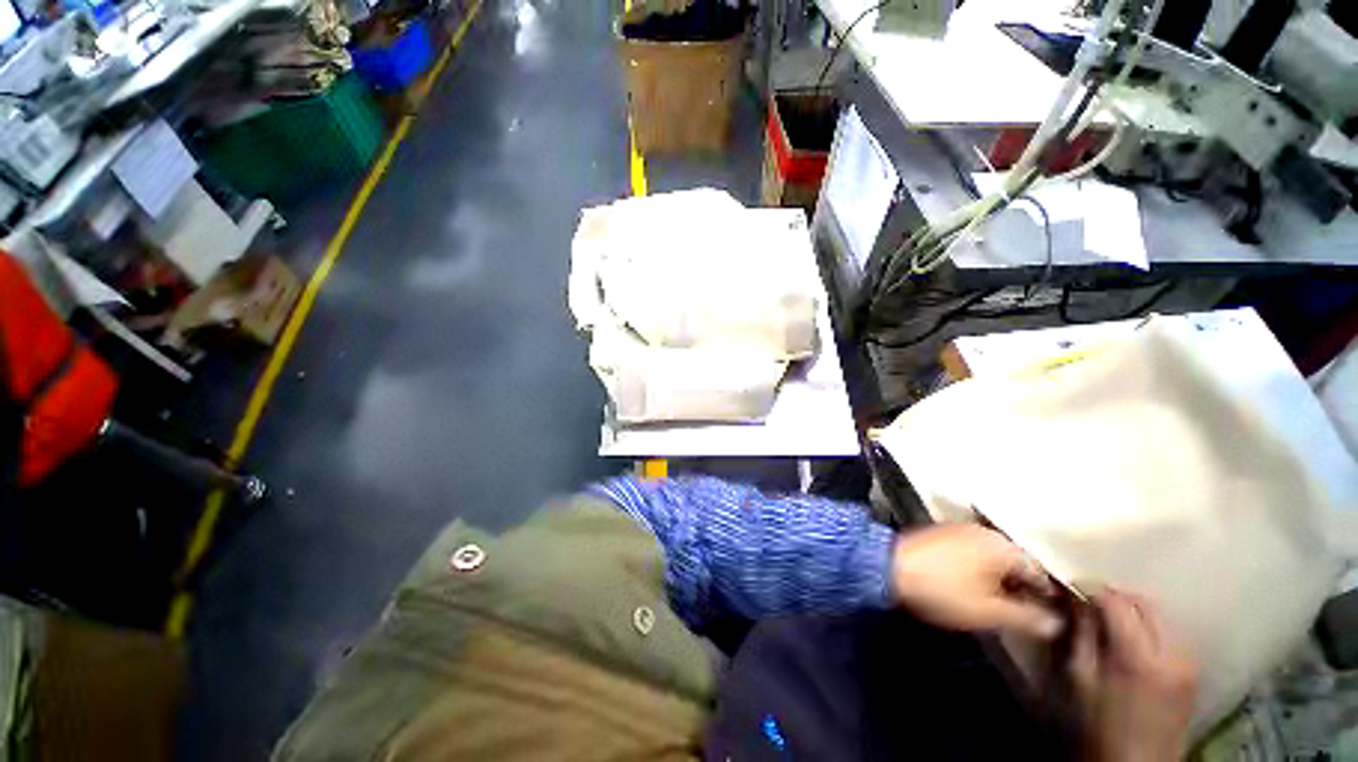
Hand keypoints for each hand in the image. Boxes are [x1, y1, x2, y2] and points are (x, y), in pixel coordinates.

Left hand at [891, 524, 1063, 639]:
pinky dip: (984, 568)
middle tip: (1027, 614)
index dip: (1048, 597)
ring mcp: (963, 530)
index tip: (1051, 617)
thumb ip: (1027, 618)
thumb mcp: (989, 612)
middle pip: (1018, 562)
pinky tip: (978, 585)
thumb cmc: (944, 590)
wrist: (889, 566)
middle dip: (1025, 587)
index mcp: (1003, 547)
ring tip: (1004, 604)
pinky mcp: (944, 534)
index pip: (1040, 572)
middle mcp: (986, 532)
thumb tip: (1056, 624)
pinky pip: (976, 552)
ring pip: (996, 557)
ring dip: (1003, 578)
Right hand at [1071, 589, 1197, 761]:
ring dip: (1134, 612)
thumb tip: (1075, 598)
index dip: (1091, 589)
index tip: (1072, 587)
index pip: (1116, 603)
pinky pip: (1171, 635)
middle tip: (1089, 602)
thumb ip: (1081, 634)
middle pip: (1145, 604)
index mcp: (1137, 657)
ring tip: (1110, 621)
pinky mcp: (1192, 673)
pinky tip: (1133, 641)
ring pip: (1161, 617)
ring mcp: (1187, 664)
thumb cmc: (1098, 725)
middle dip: (1116, 597)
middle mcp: (1171, 654)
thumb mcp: (1080, 679)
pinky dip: (1149, 628)